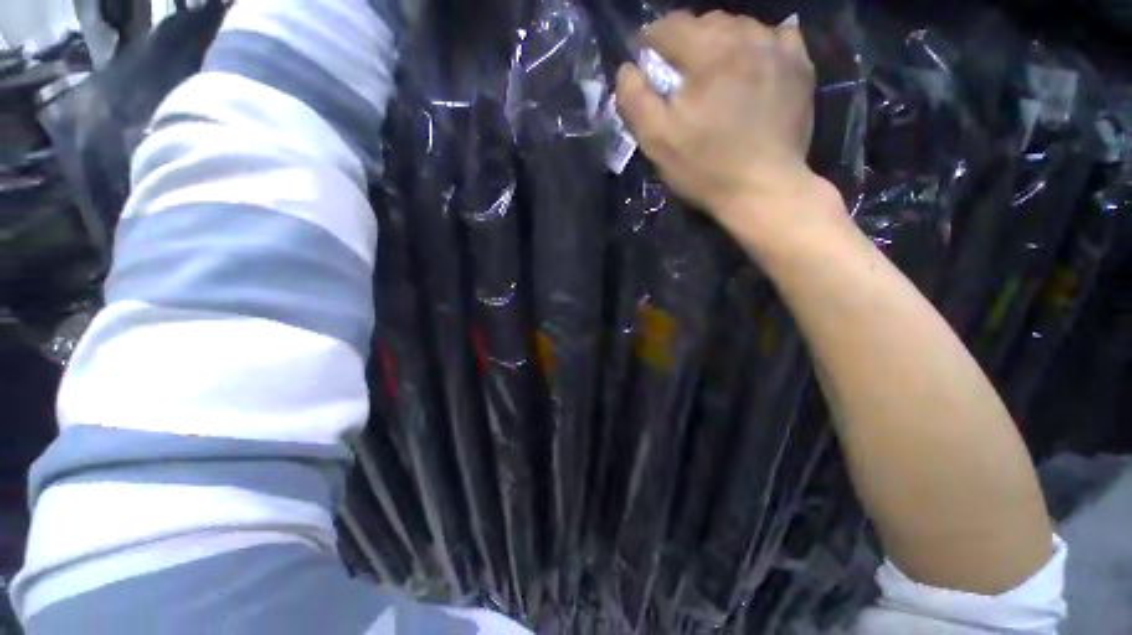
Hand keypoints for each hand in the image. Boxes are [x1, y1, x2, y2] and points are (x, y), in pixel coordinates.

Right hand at [616, 11, 834, 235]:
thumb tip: (627, 69)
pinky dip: (757, 43)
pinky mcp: (800, 68)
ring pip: (741, 25)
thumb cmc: (705, 168)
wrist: (762, 189)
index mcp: (709, 54)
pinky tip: (750, 62)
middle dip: (685, 39)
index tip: (644, 55)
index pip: (672, 26)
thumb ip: (635, 99)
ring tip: (711, 67)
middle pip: (707, 21)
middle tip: (676, 69)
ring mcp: (779, 50)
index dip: (651, 38)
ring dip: (720, 40)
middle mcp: (747, 39)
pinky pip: (777, 36)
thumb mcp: (657, 141)